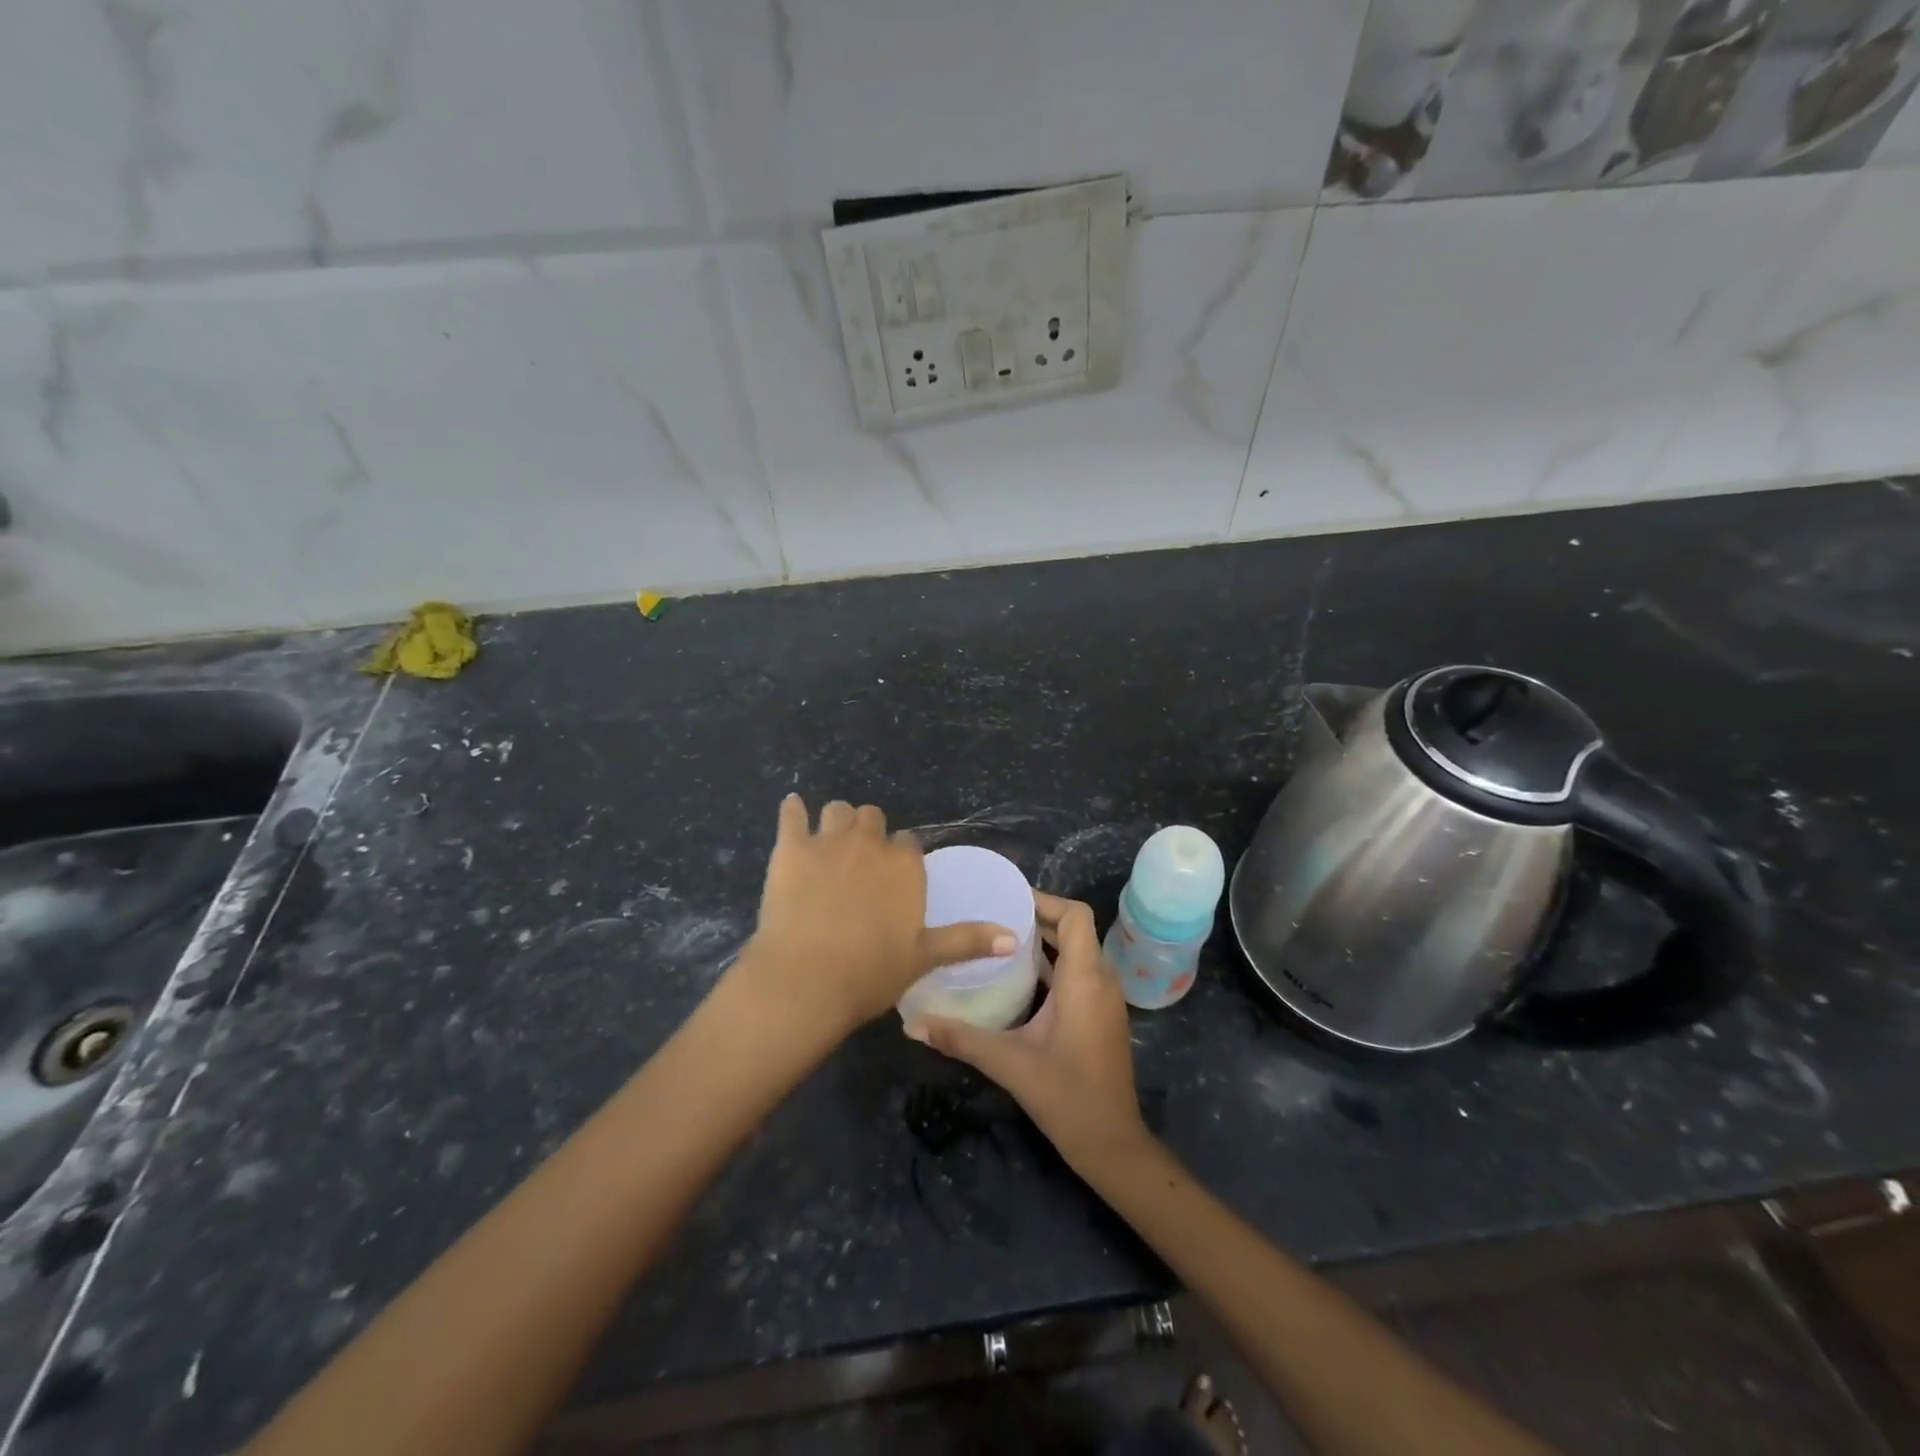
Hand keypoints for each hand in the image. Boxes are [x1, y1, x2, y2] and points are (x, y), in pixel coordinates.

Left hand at [734, 795, 1015, 1038]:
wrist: (806, 980)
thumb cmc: (870, 973)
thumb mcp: (925, 957)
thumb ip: (969, 940)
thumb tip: (1014, 937)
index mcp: (905, 865)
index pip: (908, 842)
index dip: (900, 855)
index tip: (892, 875)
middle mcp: (870, 843)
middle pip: (872, 817)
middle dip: (869, 833)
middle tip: (859, 861)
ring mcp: (828, 841)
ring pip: (836, 810)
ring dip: (836, 821)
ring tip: (829, 842)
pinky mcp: (790, 847)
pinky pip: (792, 813)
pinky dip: (793, 810)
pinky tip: (793, 808)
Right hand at [905, 892, 1149, 1173]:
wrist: (1112, 1143)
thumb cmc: (1066, 1095)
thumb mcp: (1008, 1062)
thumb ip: (960, 1038)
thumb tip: (910, 1024)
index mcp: (1084, 978)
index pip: (1075, 915)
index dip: (1045, 900)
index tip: (1006, 900)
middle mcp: (1101, 980)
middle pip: (1075, 929)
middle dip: (1038, 918)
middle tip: (993, 915)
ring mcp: (1106, 999)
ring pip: (1078, 951)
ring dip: (1045, 942)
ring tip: (1000, 940)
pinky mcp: (1102, 1015)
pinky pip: (1080, 973)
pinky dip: (1054, 965)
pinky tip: (1019, 979)